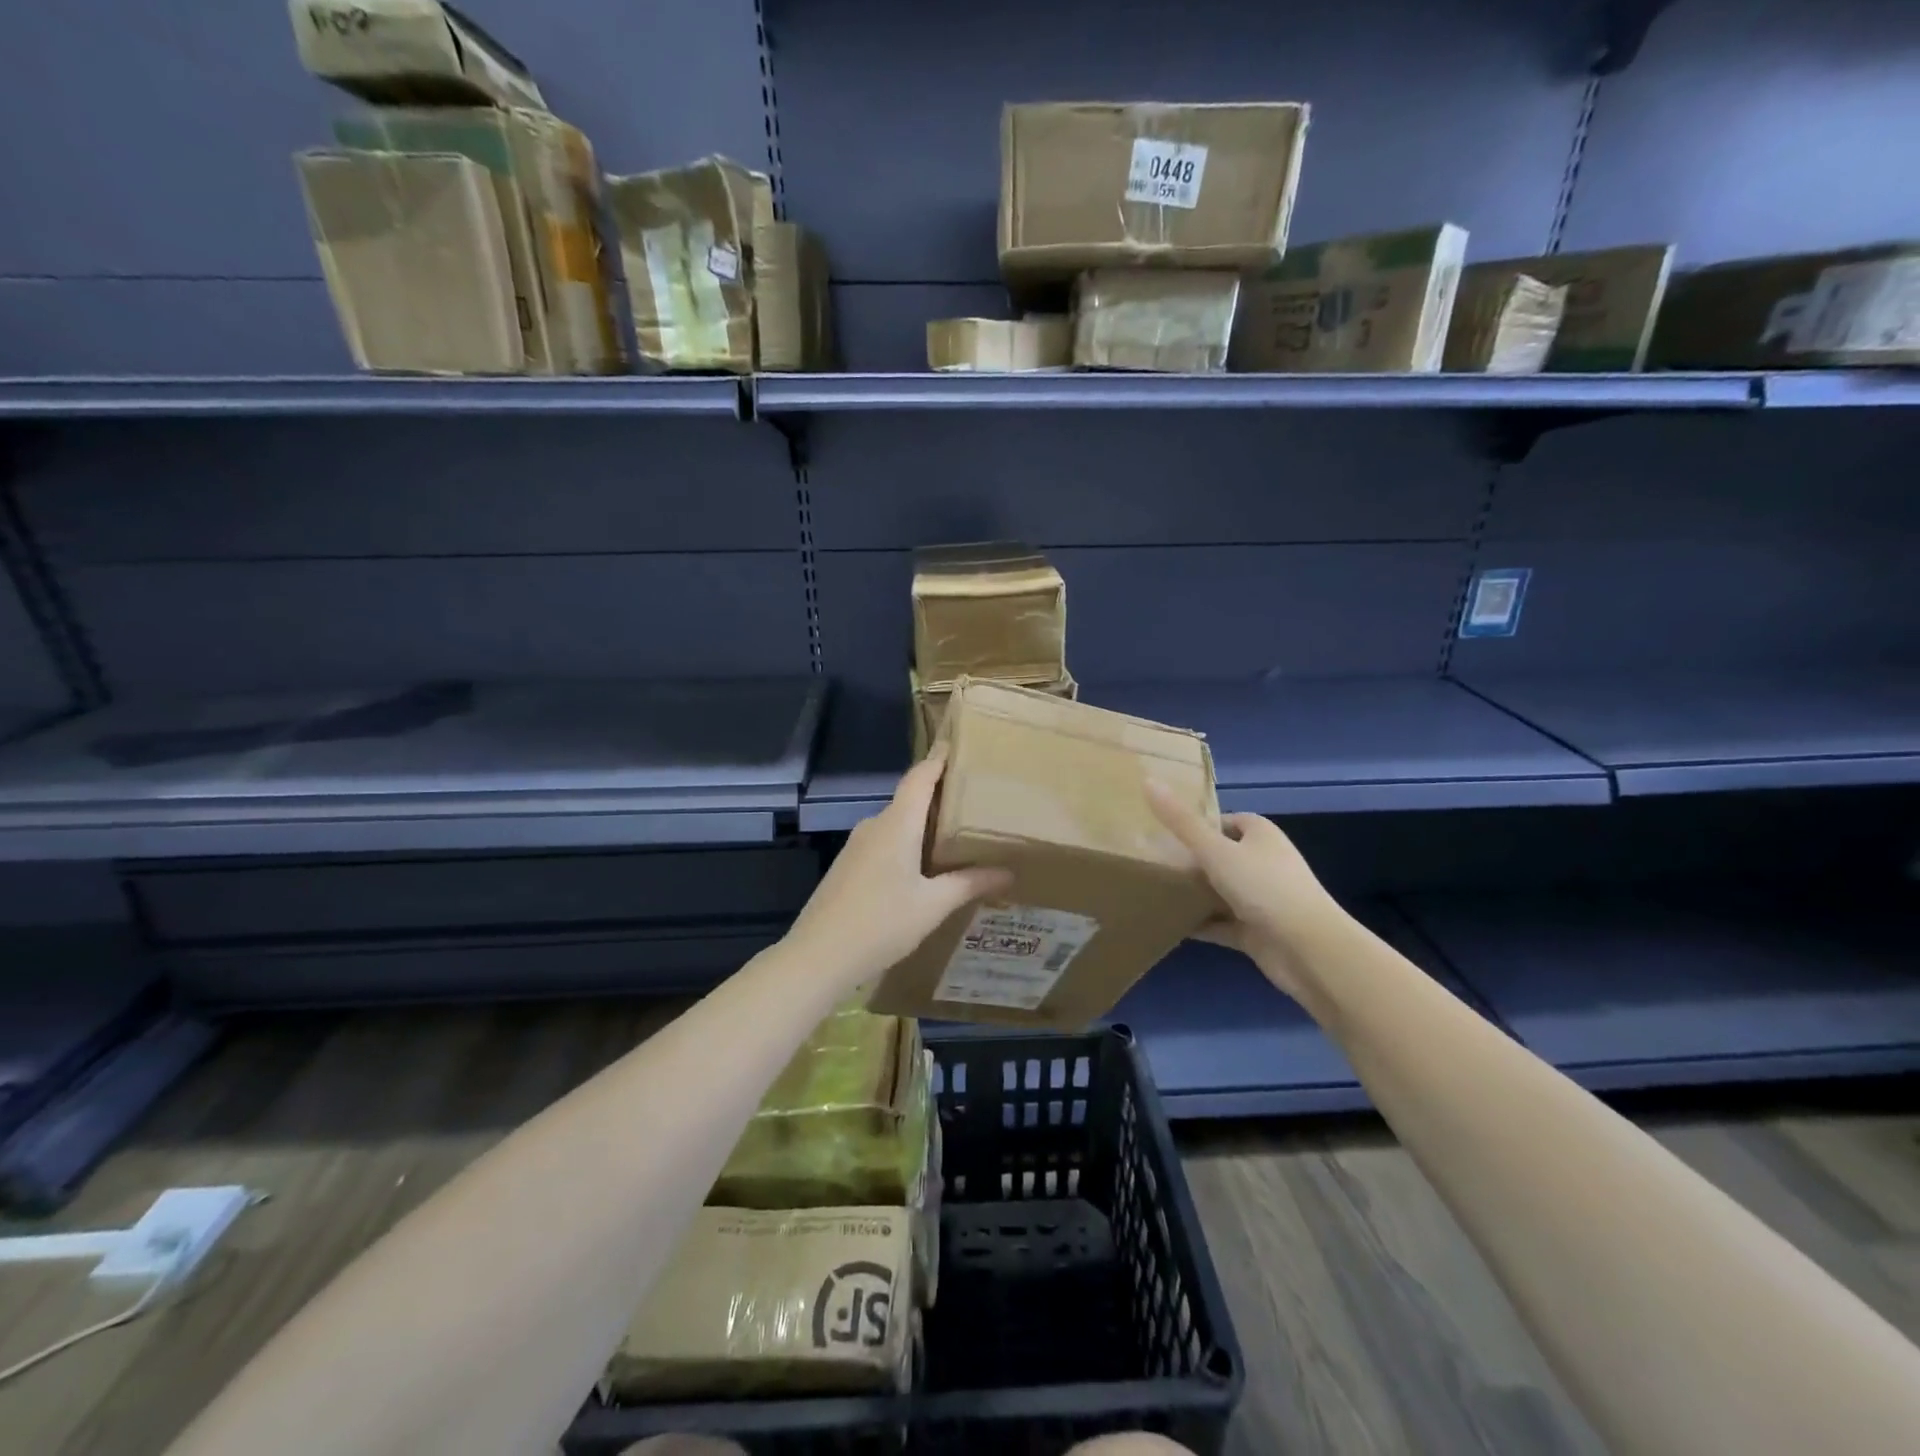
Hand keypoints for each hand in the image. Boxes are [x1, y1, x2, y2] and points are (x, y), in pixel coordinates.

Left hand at [786, 746, 1013, 988]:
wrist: (817, 956)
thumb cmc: (880, 923)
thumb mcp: (933, 905)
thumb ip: (970, 883)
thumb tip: (1008, 872)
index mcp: (897, 824)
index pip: (920, 777)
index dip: (939, 759)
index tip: (958, 746)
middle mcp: (875, 826)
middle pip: (910, 799)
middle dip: (939, 797)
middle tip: (973, 801)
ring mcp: (857, 846)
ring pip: (897, 824)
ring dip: (923, 825)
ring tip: (956, 836)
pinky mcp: (848, 866)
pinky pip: (884, 843)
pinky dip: (907, 844)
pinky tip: (923, 868)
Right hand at [1147, 784, 1334, 1001]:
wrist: (1308, 951)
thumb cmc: (1264, 888)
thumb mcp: (1215, 851)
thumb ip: (1180, 822)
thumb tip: (1148, 781)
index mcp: (1261, 835)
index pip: (1226, 821)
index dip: (1198, 824)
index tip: (1164, 831)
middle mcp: (1264, 863)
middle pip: (1221, 856)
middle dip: (1190, 860)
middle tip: (1152, 861)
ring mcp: (1262, 900)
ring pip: (1220, 891)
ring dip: (1194, 893)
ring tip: (1154, 889)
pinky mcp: (1257, 932)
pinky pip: (1221, 924)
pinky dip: (1200, 924)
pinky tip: (1170, 924)